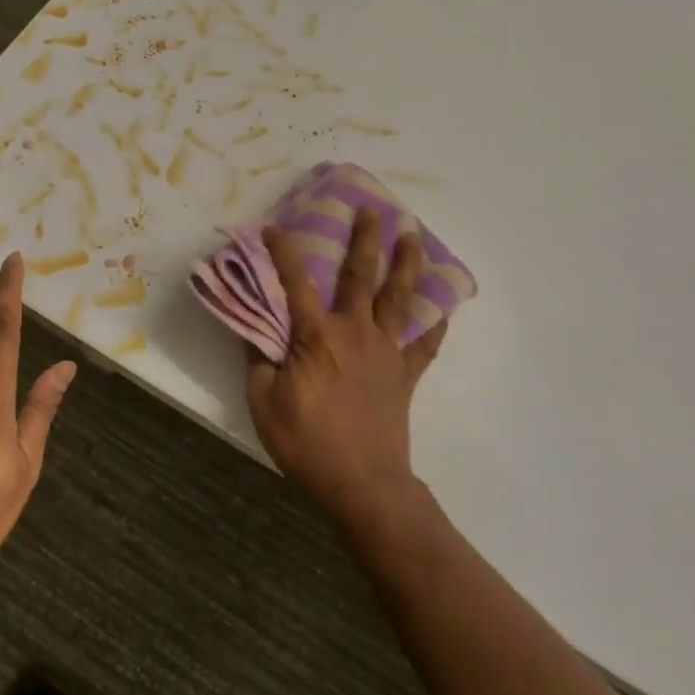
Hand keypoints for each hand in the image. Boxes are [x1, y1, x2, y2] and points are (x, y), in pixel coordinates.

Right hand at [246, 209, 446, 530]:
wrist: (363, 485)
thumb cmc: (307, 443)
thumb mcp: (264, 402)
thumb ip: (258, 359)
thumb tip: (251, 327)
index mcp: (316, 336)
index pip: (295, 283)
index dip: (283, 252)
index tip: (274, 227)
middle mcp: (354, 332)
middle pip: (361, 277)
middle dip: (364, 240)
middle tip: (371, 210)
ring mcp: (385, 352)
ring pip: (399, 299)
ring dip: (406, 264)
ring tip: (413, 236)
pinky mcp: (404, 375)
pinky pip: (425, 344)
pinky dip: (434, 323)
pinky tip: (443, 307)